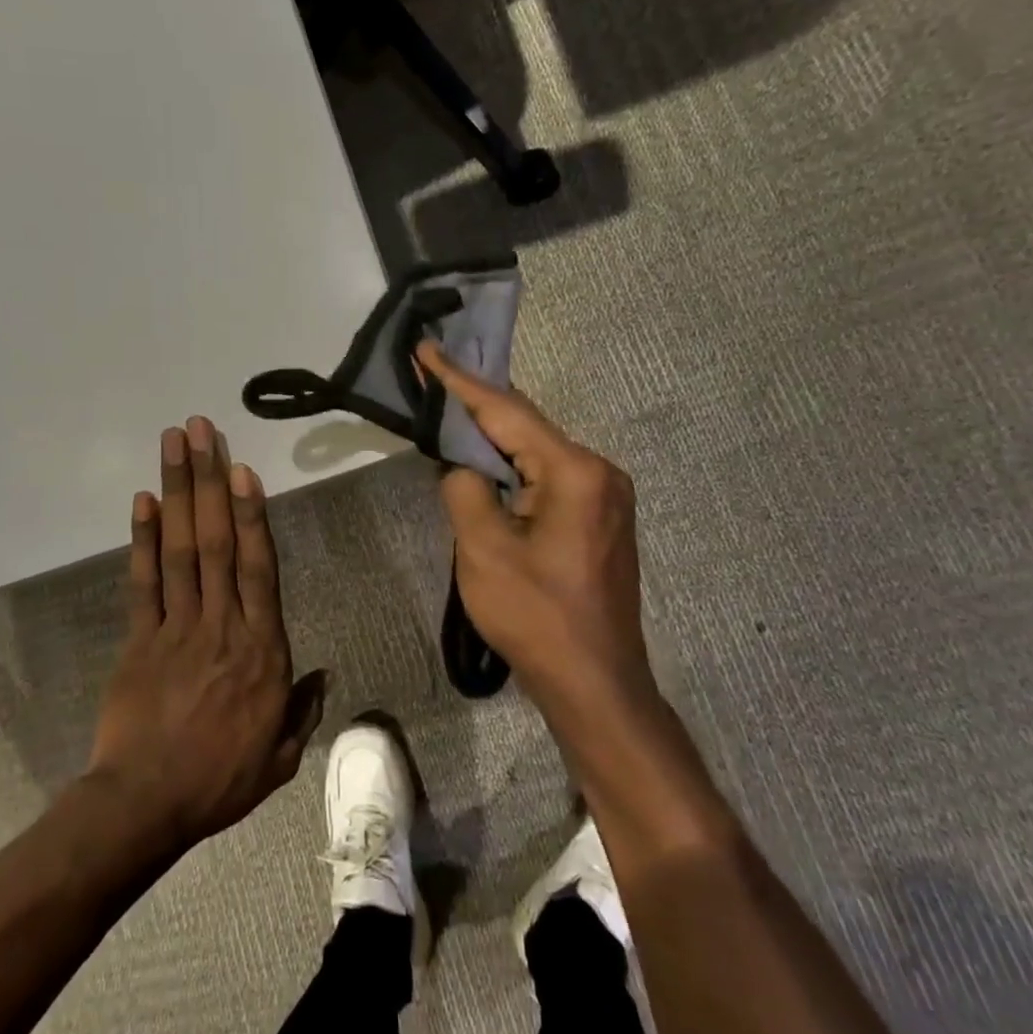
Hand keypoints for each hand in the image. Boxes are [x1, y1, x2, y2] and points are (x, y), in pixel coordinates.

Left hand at [86, 417, 325, 853]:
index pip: (258, 568)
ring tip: (174, 445)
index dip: (251, 515)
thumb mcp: (281, 756)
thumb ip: (303, 710)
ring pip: (179, 549)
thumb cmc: (220, 780)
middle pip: (215, 541)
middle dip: (209, 481)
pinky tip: (142, 500)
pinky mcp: (138, 638)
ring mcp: (175, 627)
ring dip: (177, 493)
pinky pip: (141, 581)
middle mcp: (220, 624)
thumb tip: (323, 675)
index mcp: (261, 649)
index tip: (243, 470)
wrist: (145, 805)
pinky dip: (141, 539)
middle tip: (201, 430)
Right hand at [418, 342, 658, 719]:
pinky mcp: (599, 520)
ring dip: (494, 438)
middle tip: (433, 374)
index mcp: (575, 473)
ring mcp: (605, 497)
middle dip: (477, 404)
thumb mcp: (483, 550)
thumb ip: (464, 489)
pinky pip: (548, 477)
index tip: (427, 349)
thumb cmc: (537, 618)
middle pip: (527, 427)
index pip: (507, 413)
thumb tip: (462, 466)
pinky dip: (513, 467)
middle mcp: (599, 472)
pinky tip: (486, 462)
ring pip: (537, 452)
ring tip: (451, 410)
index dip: (460, 381)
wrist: (595, 684)